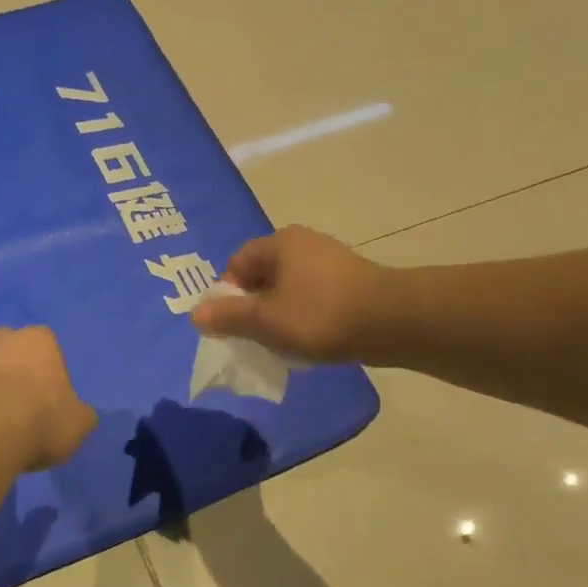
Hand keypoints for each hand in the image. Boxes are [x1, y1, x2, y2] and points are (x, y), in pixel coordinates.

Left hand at [0, 327, 96, 472]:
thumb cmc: (40, 420)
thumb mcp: (78, 424)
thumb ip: (79, 415)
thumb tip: (78, 415)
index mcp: (39, 341)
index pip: (47, 344)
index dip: (47, 369)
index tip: (48, 396)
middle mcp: (0, 340)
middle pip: (7, 344)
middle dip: (10, 364)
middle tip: (17, 399)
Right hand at [190, 226, 390, 363]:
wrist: (391, 321)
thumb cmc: (318, 316)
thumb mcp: (264, 320)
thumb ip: (228, 316)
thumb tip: (196, 314)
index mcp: (279, 243)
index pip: (236, 263)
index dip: (227, 295)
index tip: (232, 325)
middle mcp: (303, 243)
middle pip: (262, 275)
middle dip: (253, 307)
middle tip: (253, 337)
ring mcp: (330, 260)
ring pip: (288, 289)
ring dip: (278, 315)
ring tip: (282, 343)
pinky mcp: (350, 280)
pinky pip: (313, 297)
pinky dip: (304, 316)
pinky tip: (310, 339)